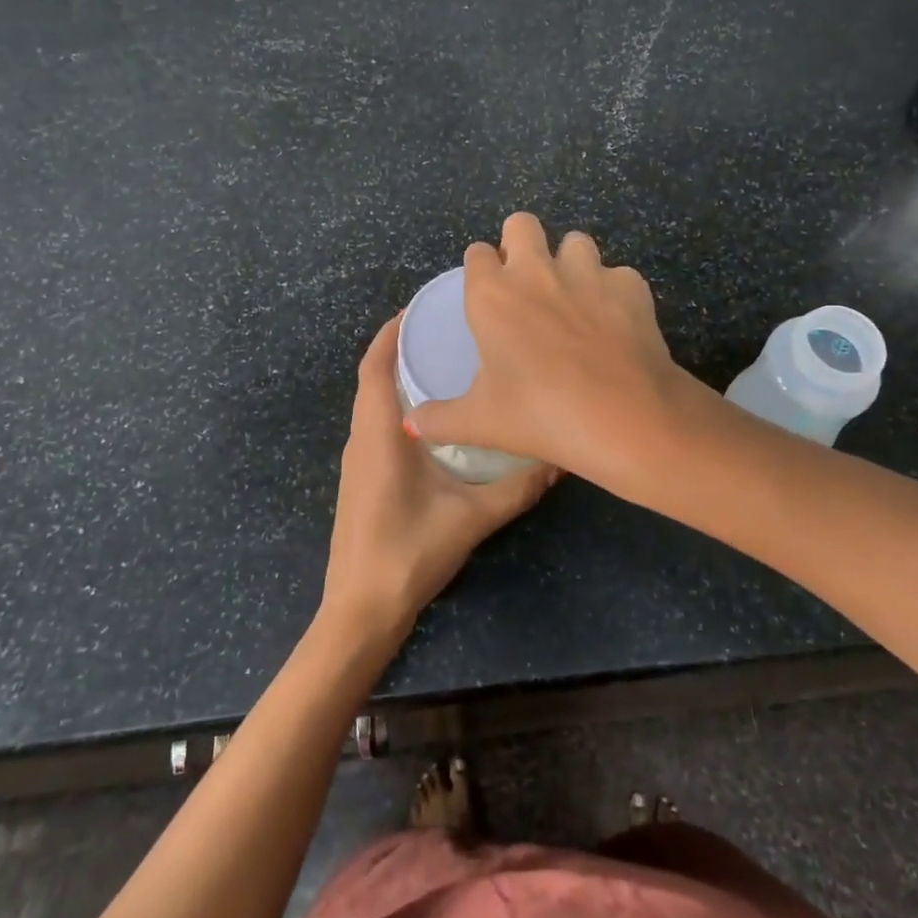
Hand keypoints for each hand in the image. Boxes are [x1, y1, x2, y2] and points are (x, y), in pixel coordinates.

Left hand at [320, 313, 558, 645]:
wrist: (361, 610)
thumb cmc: (408, 552)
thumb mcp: (472, 517)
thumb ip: (518, 487)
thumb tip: (560, 459)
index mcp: (378, 433)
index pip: (375, 366)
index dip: (391, 333)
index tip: (419, 307)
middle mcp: (361, 438)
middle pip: (374, 378)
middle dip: (402, 348)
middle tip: (445, 330)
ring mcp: (358, 460)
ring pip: (374, 403)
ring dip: (400, 377)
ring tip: (444, 363)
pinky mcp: (362, 479)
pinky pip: (377, 424)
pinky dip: (398, 405)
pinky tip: (435, 417)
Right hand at [402, 213, 697, 488]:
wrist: (624, 418)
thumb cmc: (540, 415)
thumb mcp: (481, 423)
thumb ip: (439, 419)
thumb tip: (413, 424)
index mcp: (493, 295)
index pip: (476, 253)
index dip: (480, 267)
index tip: (486, 292)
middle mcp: (537, 272)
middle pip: (521, 223)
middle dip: (520, 241)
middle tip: (526, 281)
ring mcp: (588, 273)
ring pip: (575, 241)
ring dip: (570, 262)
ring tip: (574, 299)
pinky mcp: (630, 285)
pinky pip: (617, 275)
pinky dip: (613, 293)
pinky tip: (615, 324)